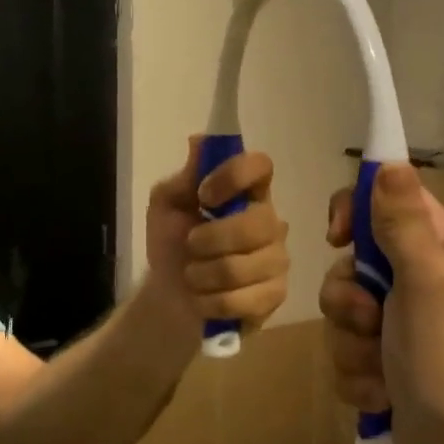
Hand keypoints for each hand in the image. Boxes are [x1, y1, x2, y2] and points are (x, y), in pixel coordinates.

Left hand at [144, 138, 289, 332]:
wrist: (168, 298)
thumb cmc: (171, 243)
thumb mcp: (166, 205)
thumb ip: (184, 176)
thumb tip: (199, 140)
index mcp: (248, 192)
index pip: (261, 166)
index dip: (233, 177)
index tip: (204, 195)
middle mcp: (271, 221)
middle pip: (256, 224)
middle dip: (210, 240)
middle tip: (190, 245)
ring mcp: (277, 259)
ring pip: (243, 267)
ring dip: (203, 275)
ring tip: (193, 276)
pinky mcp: (275, 295)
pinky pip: (244, 300)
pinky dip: (211, 302)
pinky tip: (205, 299)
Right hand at [320, 164, 443, 443]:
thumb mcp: (425, 279)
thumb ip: (403, 220)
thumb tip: (389, 161)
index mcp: (438, 244)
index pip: (384, 199)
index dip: (354, 212)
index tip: (338, 237)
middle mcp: (419, 274)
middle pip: (351, 260)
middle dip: (349, 298)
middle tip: (371, 320)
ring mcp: (399, 319)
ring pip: (341, 309)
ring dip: (352, 343)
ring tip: (381, 367)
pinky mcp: (382, 358)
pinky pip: (344, 348)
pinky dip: (357, 372)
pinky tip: (382, 391)